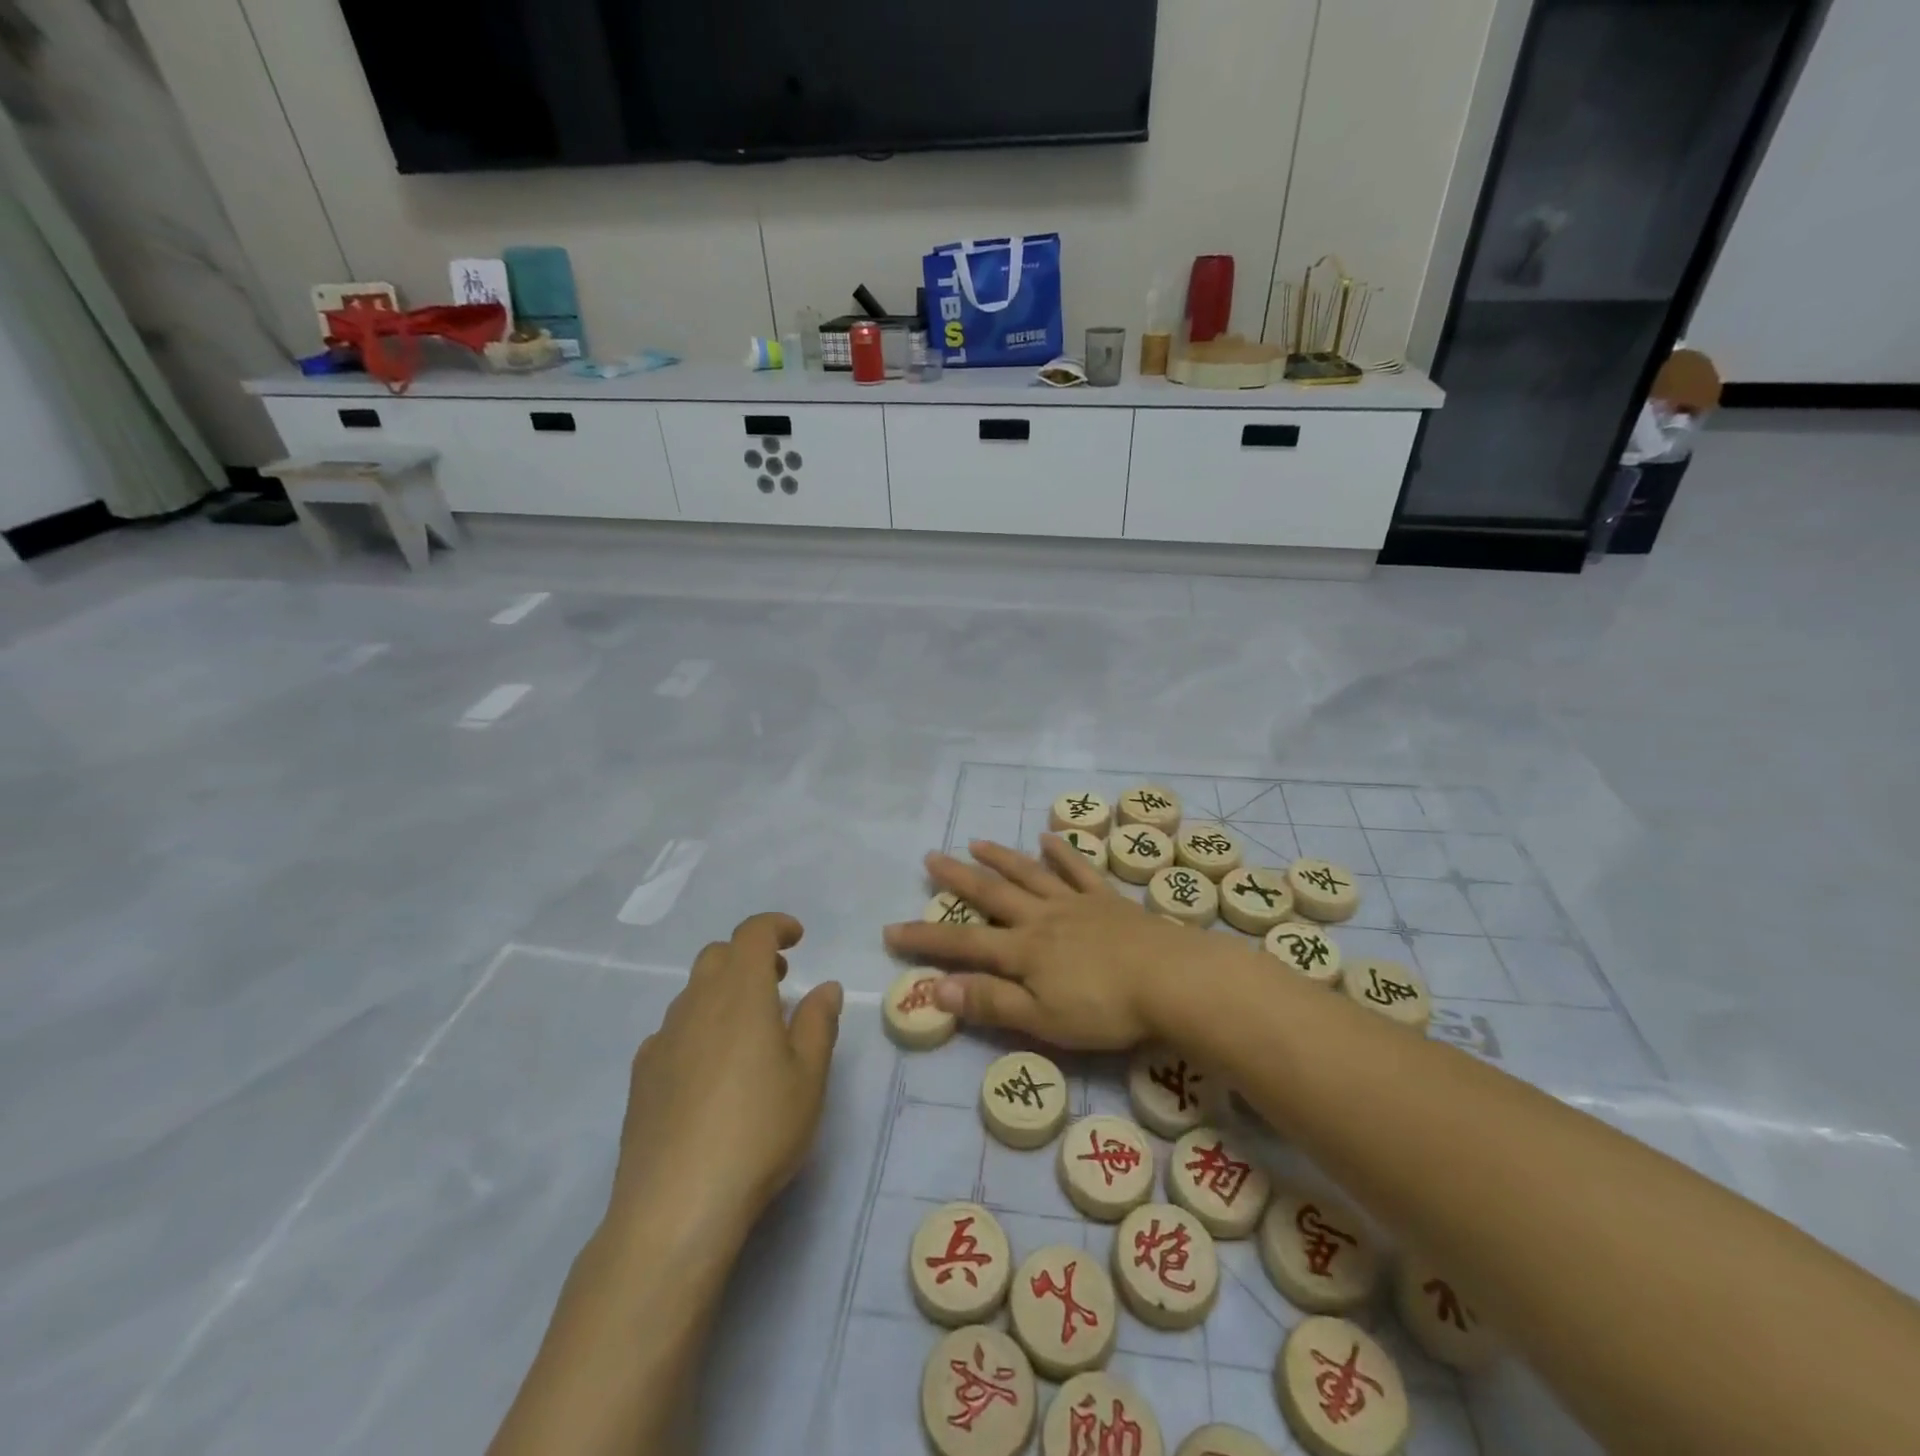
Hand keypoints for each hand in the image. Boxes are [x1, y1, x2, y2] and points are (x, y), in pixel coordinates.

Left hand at [609, 913, 842, 1242]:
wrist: (676, 1206)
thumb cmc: (758, 1130)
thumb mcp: (809, 1077)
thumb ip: (818, 1023)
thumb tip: (824, 987)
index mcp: (740, 993)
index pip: (752, 934)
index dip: (775, 926)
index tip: (797, 938)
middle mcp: (696, 1004)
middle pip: (717, 956)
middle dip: (749, 957)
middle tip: (779, 982)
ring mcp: (662, 1040)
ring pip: (693, 993)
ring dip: (723, 992)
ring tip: (749, 1030)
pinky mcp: (641, 1076)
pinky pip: (673, 1030)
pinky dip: (698, 1028)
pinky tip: (711, 1070)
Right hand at [882, 837, 1194, 1049]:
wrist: (1170, 979)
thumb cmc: (1104, 1008)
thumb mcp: (1041, 1018)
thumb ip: (990, 1001)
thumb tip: (936, 988)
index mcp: (1023, 951)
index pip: (963, 943)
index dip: (926, 938)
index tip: (891, 929)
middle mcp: (1041, 918)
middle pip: (992, 894)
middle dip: (958, 878)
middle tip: (931, 857)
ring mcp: (1075, 903)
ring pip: (1029, 874)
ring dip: (1000, 857)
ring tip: (976, 842)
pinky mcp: (1107, 899)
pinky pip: (1079, 870)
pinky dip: (1062, 853)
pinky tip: (1049, 838)